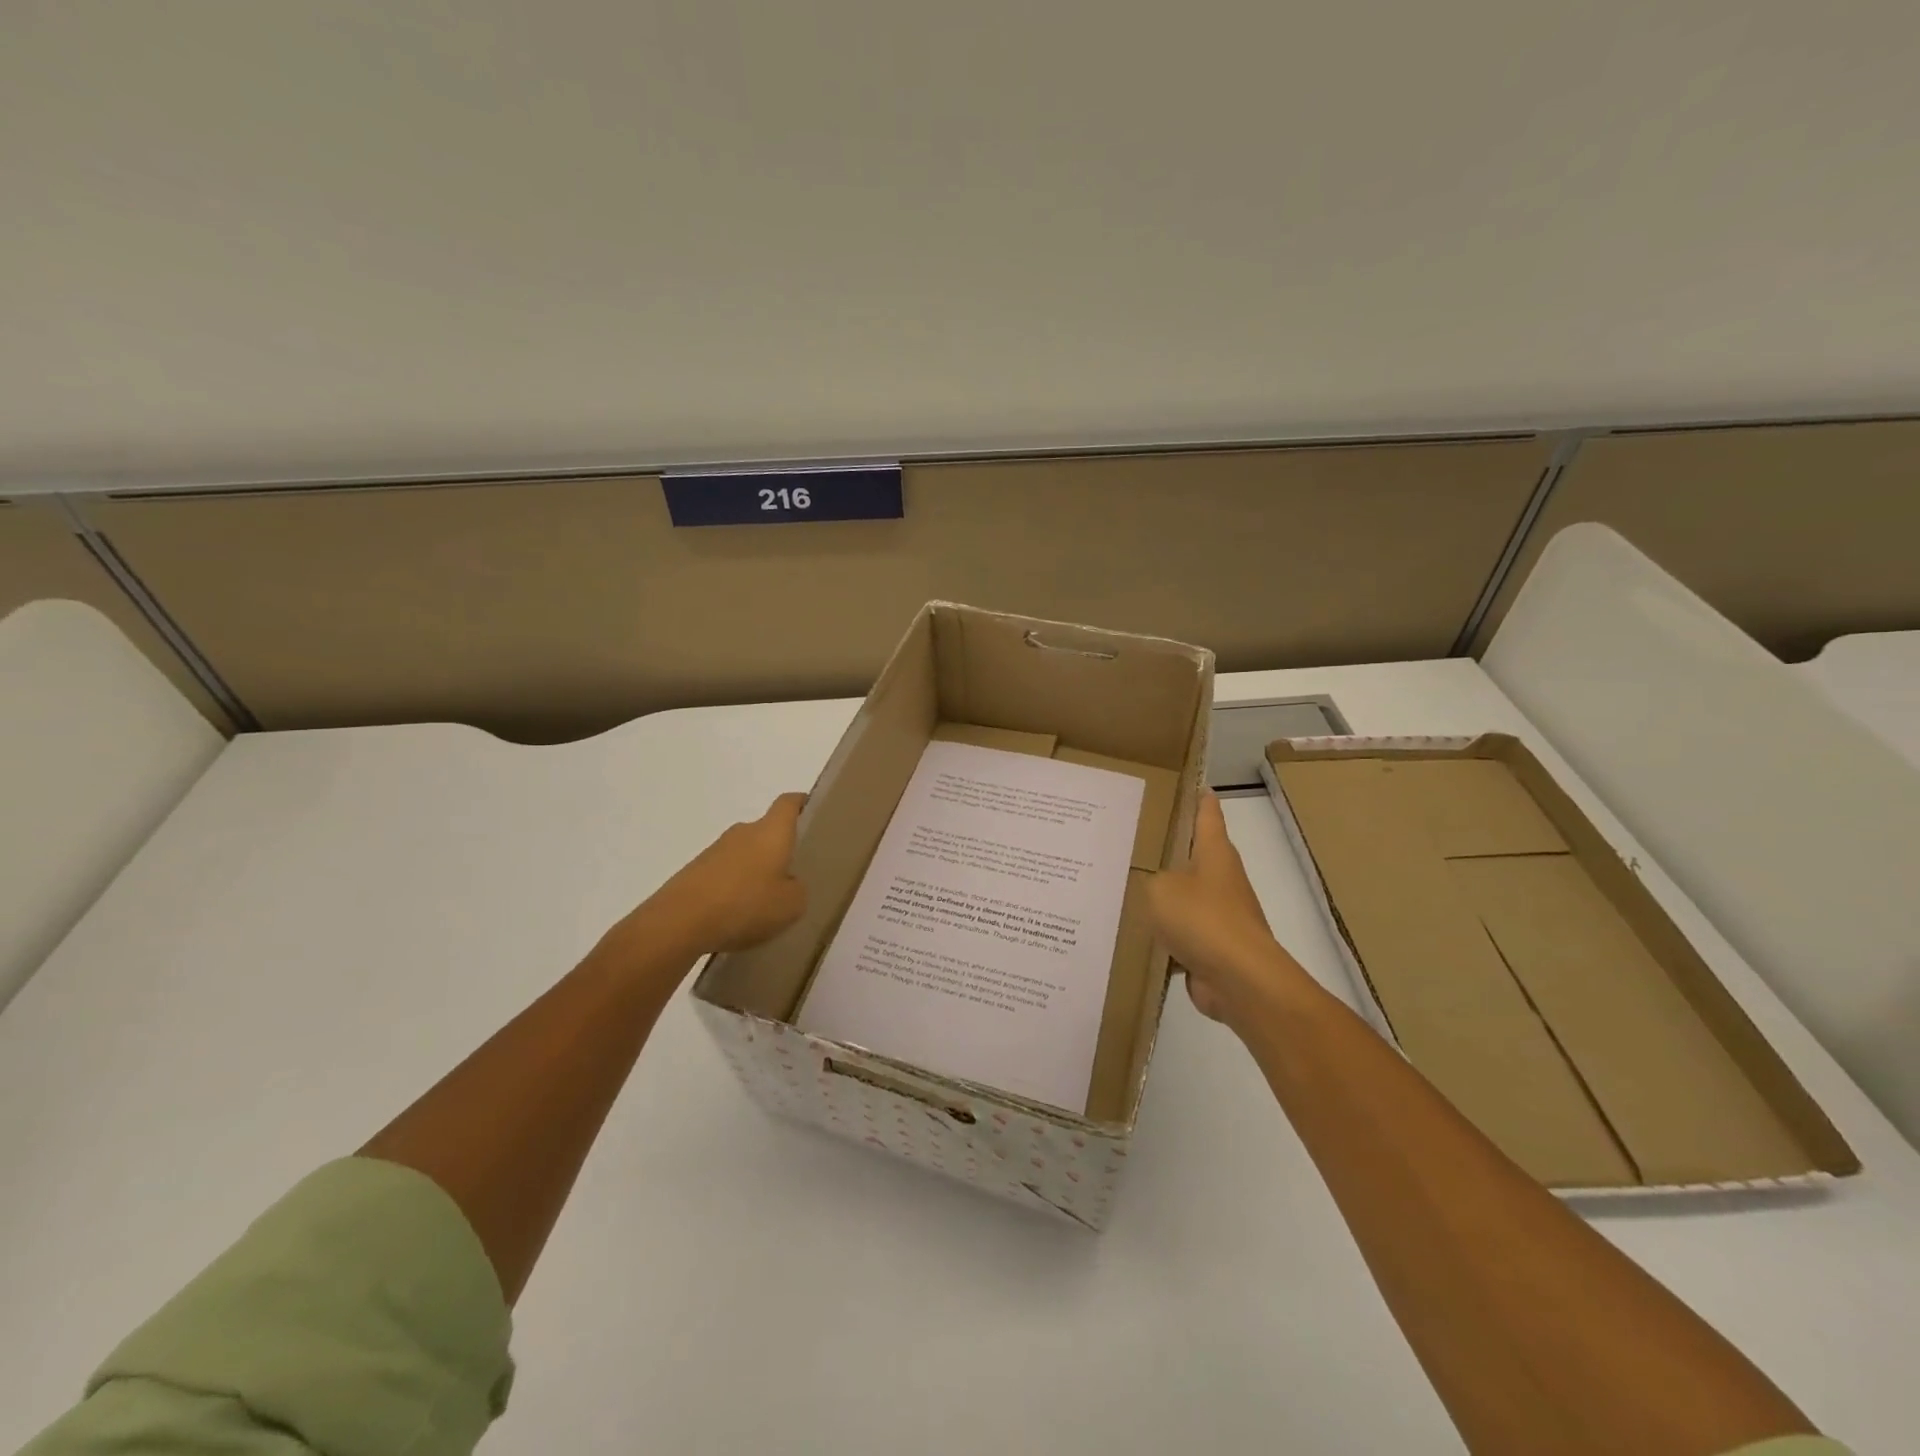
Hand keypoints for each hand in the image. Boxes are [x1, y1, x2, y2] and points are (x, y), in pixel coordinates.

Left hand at [633, 792, 808, 955]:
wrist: (679, 922)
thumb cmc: (744, 905)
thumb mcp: (791, 905)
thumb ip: (798, 890)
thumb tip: (789, 883)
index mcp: (771, 832)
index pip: (789, 803)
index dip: (802, 804)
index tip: (814, 816)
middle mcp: (743, 832)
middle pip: (767, 832)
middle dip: (780, 850)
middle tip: (795, 876)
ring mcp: (715, 851)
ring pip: (746, 854)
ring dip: (756, 872)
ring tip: (765, 904)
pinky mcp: (695, 872)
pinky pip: (725, 874)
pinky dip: (734, 889)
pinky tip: (737, 917)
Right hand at [1146, 791, 1307, 1026]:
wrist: (1240, 980)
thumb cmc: (1202, 919)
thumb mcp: (1160, 887)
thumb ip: (1150, 878)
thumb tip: (1153, 885)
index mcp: (1214, 853)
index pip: (1208, 813)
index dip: (1198, 797)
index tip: (1187, 783)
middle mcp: (1221, 878)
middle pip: (1194, 854)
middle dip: (1168, 847)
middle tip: (1133, 836)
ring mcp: (1221, 914)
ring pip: (1185, 895)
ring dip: (1162, 894)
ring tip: (1125, 886)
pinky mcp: (1213, 946)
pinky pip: (1182, 932)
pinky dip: (1163, 933)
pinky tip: (1134, 933)